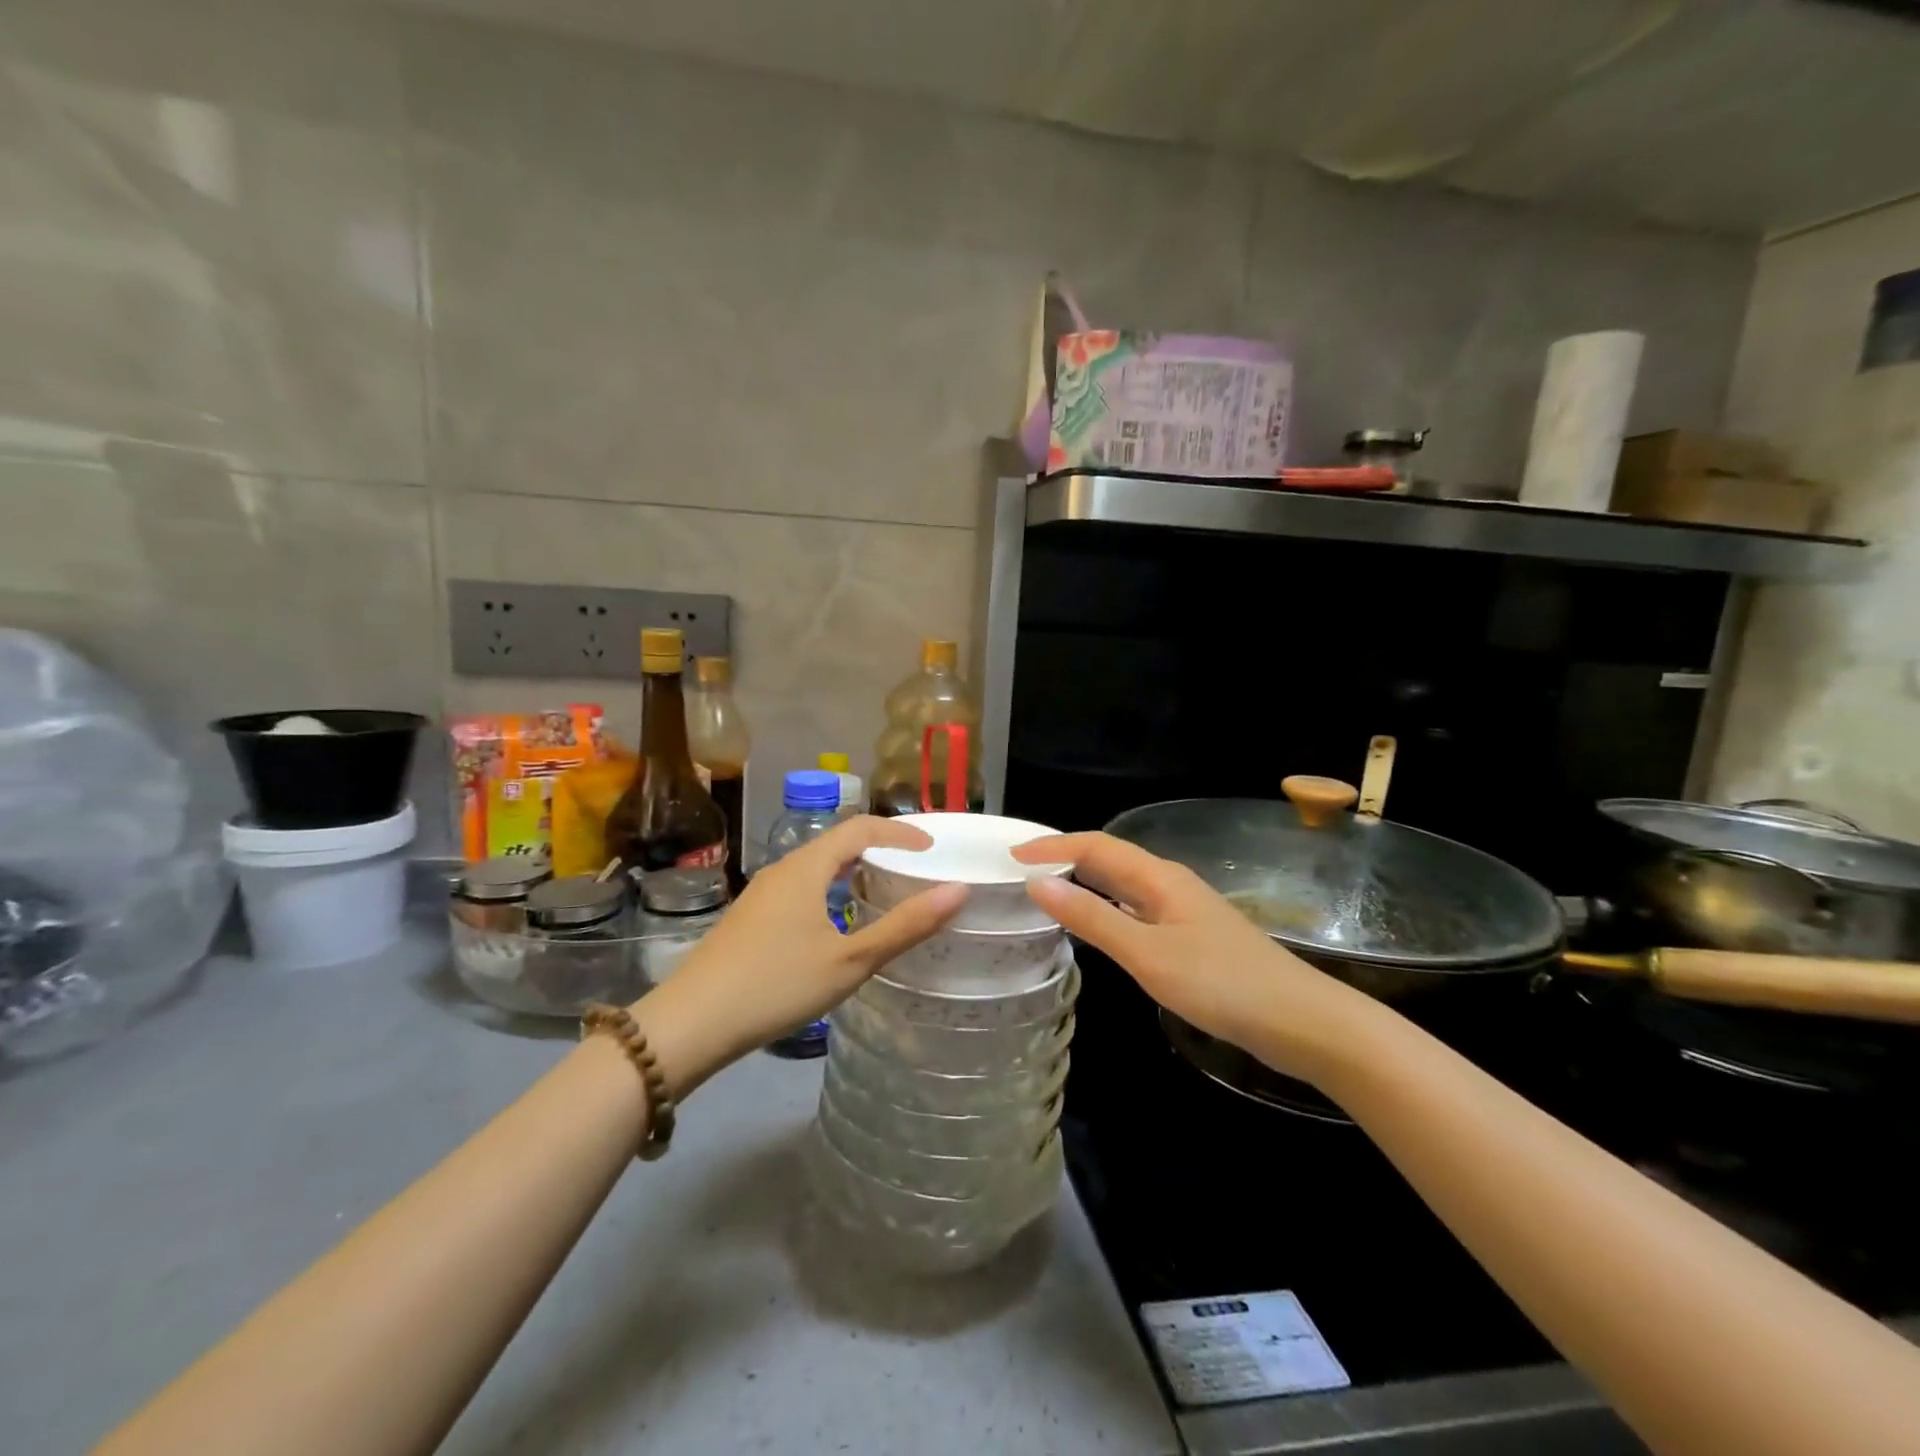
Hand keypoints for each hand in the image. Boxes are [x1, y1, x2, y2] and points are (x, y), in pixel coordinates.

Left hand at [633, 816, 965, 1094]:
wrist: (689, 1024)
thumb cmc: (776, 985)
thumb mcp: (850, 960)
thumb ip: (905, 925)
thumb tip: (958, 890)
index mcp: (806, 867)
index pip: (861, 827)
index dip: (900, 831)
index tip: (932, 847)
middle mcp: (783, 869)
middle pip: (837, 842)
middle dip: (879, 847)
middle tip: (914, 867)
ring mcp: (761, 894)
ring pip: (817, 866)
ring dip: (853, 870)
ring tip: (883, 891)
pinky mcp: (750, 918)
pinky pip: (801, 887)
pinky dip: (831, 890)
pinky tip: (837, 923)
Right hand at [1013, 832, 1381, 1086]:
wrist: (1300, 1021)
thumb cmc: (1220, 983)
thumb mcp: (1147, 953)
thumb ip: (1092, 918)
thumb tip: (1037, 884)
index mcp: (1158, 878)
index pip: (1094, 846)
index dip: (1051, 847)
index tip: (1010, 857)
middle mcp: (1169, 884)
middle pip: (1109, 859)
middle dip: (1064, 858)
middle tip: (1020, 871)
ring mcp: (1182, 910)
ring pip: (1123, 885)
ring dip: (1084, 882)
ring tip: (1046, 892)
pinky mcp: (1191, 936)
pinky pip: (1135, 909)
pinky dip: (1106, 909)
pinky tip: (1096, 926)